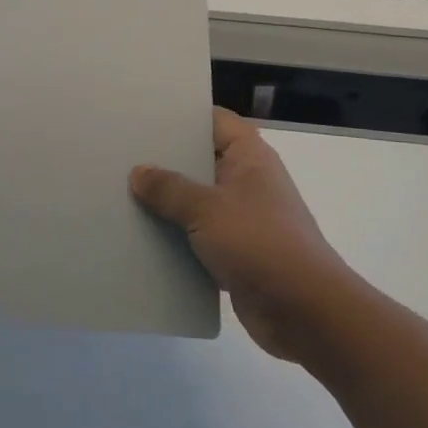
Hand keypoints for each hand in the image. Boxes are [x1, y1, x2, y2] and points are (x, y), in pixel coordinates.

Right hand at [132, 107, 351, 363]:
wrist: (304, 312)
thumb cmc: (260, 243)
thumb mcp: (207, 209)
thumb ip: (169, 188)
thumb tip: (138, 172)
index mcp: (250, 158)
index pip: (217, 121)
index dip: (185, 116)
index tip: (146, 116)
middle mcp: (249, 183)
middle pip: (203, 161)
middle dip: (167, 161)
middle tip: (123, 155)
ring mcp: (244, 220)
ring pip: (198, 202)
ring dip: (168, 204)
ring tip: (123, 194)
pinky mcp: (237, 255)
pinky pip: (199, 238)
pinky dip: (177, 239)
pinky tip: (142, 238)